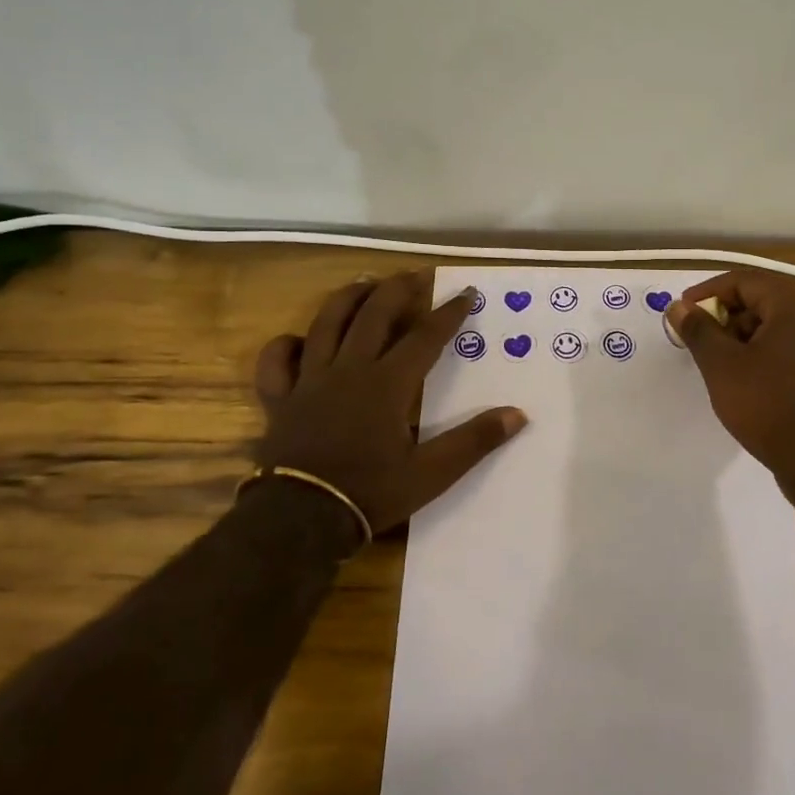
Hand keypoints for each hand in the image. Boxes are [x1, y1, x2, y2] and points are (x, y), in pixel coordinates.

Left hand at [254, 271, 527, 534]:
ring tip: (365, 284)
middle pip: (374, 314)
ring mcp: (310, 380)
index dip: (449, 312)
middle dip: (398, 289)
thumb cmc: (370, 492)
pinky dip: (287, 344)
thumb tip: (517, 414)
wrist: (300, 519)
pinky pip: (277, 361)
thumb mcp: (432, 474)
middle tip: (415, 275)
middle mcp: (349, 369)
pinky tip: (300, 340)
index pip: (425, 336)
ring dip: (348, 299)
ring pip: (327, 323)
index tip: (467, 293)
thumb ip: (474, 441)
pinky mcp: (280, 399)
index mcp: (387, 383)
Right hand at [667, 271, 794, 496]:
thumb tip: (678, 307)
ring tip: (720, 363)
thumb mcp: (722, 366)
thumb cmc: (768, 405)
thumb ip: (698, 330)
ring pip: (778, 326)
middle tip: (700, 339)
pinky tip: (748, 381)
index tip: (683, 313)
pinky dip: (765, 354)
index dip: (709, 292)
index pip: (745, 280)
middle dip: (727, 315)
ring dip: (745, 336)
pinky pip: (792, 349)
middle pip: (764, 299)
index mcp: (794, 305)